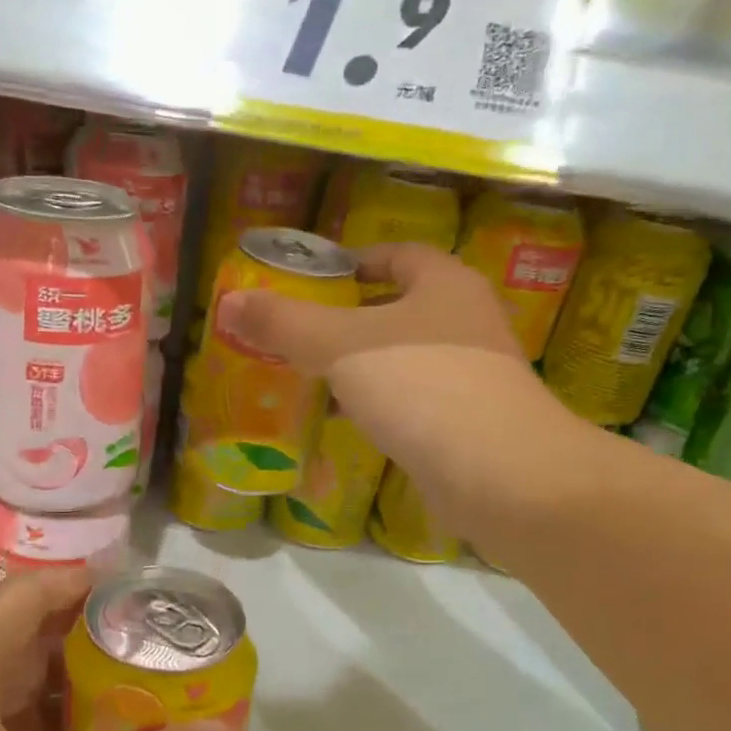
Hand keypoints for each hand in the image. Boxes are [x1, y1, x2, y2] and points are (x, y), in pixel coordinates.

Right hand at [217, 242, 580, 529]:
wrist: (502, 474)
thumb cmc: (421, 387)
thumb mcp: (340, 347)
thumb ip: (285, 323)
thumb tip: (229, 301)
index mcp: (444, 284)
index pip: (396, 256)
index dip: (354, 262)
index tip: (314, 282)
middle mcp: (466, 321)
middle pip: (400, 307)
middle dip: (350, 320)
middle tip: (301, 335)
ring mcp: (475, 374)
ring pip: (407, 358)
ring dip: (365, 366)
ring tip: (315, 378)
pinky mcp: (472, 421)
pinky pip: (417, 400)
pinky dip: (383, 404)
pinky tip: (351, 422)